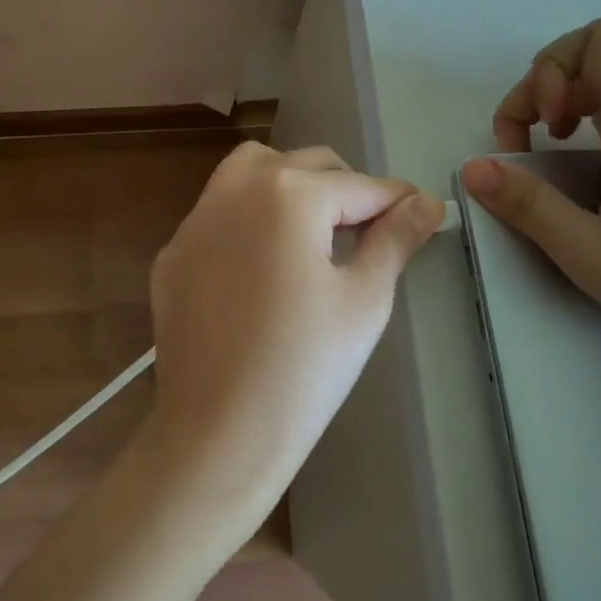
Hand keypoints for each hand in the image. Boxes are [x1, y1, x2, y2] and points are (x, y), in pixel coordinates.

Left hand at [144, 143, 441, 529]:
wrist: (217, 435)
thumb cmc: (305, 368)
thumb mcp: (365, 299)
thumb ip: (396, 238)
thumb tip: (427, 201)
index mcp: (289, 194)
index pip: (360, 185)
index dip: (398, 200)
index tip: (423, 211)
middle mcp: (237, 188)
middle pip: (307, 165)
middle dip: (346, 189)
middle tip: (371, 231)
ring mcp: (196, 219)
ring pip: (252, 170)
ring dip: (290, 183)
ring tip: (314, 229)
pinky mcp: (173, 252)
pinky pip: (218, 212)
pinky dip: (249, 218)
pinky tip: (262, 266)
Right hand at [461, 19, 600, 375]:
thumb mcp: (592, 256)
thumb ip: (528, 206)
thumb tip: (474, 169)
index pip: (597, 39)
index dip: (553, 68)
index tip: (543, 128)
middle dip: (549, 86)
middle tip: (530, 144)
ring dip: (576, 97)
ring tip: (558, 145)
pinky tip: (598, 163)